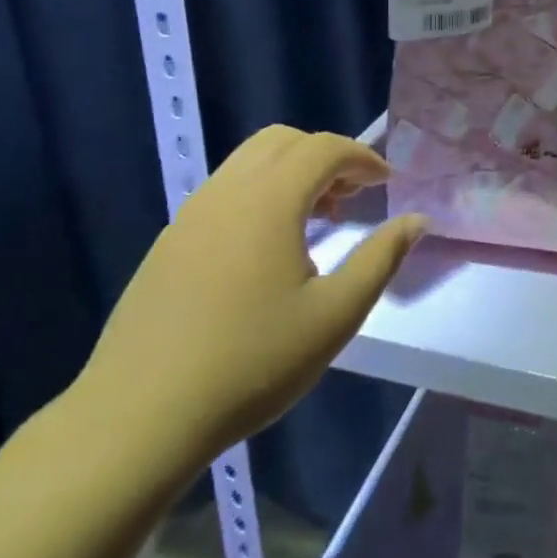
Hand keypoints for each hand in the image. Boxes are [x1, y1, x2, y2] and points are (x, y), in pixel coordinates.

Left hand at [68, 126, 428, 479]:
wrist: (140, 417)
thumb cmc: (252, 362)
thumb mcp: (335, 315)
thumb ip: (381, 258)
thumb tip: (417, 220)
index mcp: (269, 200)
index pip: (323, 148)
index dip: (362, 157)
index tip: (386, 183)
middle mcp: (226, 192)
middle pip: (283, 140)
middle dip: (326, 155)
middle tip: (352, 196)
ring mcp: (190, 214)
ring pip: (249, 162)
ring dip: (291, 172)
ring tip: (316, 220)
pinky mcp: (169, 241)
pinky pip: (224, 191)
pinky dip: (259, 193)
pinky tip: (268, 248)